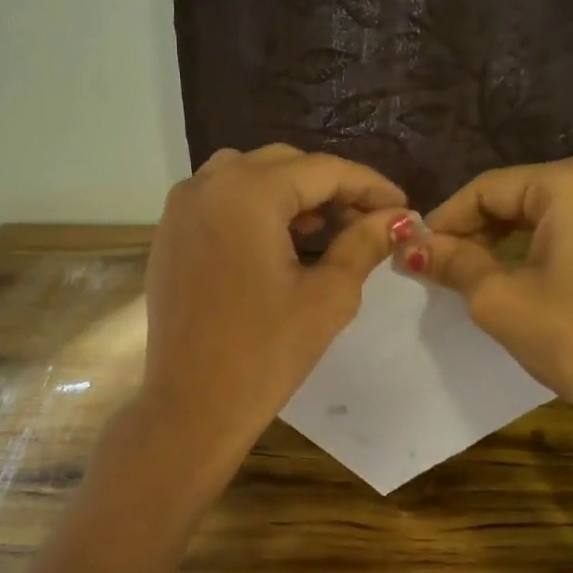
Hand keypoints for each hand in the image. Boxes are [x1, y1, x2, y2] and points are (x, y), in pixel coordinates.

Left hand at [134, 145, 405, 486]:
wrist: (191, 408)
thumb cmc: (265, 355)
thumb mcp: (327, 298)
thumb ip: (363, 245)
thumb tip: (398, 219)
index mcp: (246, 193)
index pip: (322, 170)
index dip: (369, 185)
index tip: (403, 206)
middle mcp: (206, 185)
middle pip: (284, 165)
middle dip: (330, 189)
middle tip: (368, 222)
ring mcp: (179, 209)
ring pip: (248, 177)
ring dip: (291, 195)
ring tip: (326, 232)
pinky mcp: (169, 235)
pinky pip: (220, 201)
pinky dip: (255, 210)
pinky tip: (281, 244)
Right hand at [397, 153, 572, 484]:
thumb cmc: (572, 339)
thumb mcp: (498, 299)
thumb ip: (452, 262)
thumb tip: (410, 246)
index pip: (489, 189)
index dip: (446, 219)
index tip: (415, 250)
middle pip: (521, 195)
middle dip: (477, 228)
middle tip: (440, 264)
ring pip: (549, 211)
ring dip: (507, 237)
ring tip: (472, 270)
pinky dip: (543, 244)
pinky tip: (521, 272)